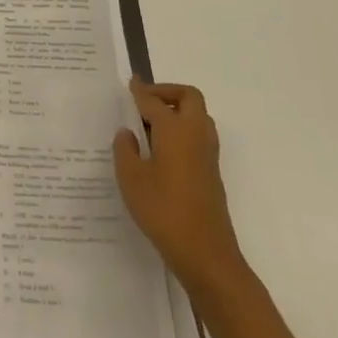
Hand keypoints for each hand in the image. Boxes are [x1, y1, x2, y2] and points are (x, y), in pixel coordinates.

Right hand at [113, 78, 244, 290]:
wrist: (206, 254)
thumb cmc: (164, 211)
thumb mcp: (131, 178)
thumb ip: (125, 149)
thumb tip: (127, 133)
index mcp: (175, 130)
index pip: (154, 101)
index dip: (140, 91)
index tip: (130, 82)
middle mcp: (195, 135)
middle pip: (189, 98)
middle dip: (167, 92)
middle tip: (145, 101)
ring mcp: (207, 155)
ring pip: (198, 117)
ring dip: (177, 111)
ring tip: (151, 124)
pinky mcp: (211, 174)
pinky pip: (198, 137)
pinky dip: (182, 131)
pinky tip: (162, 150)